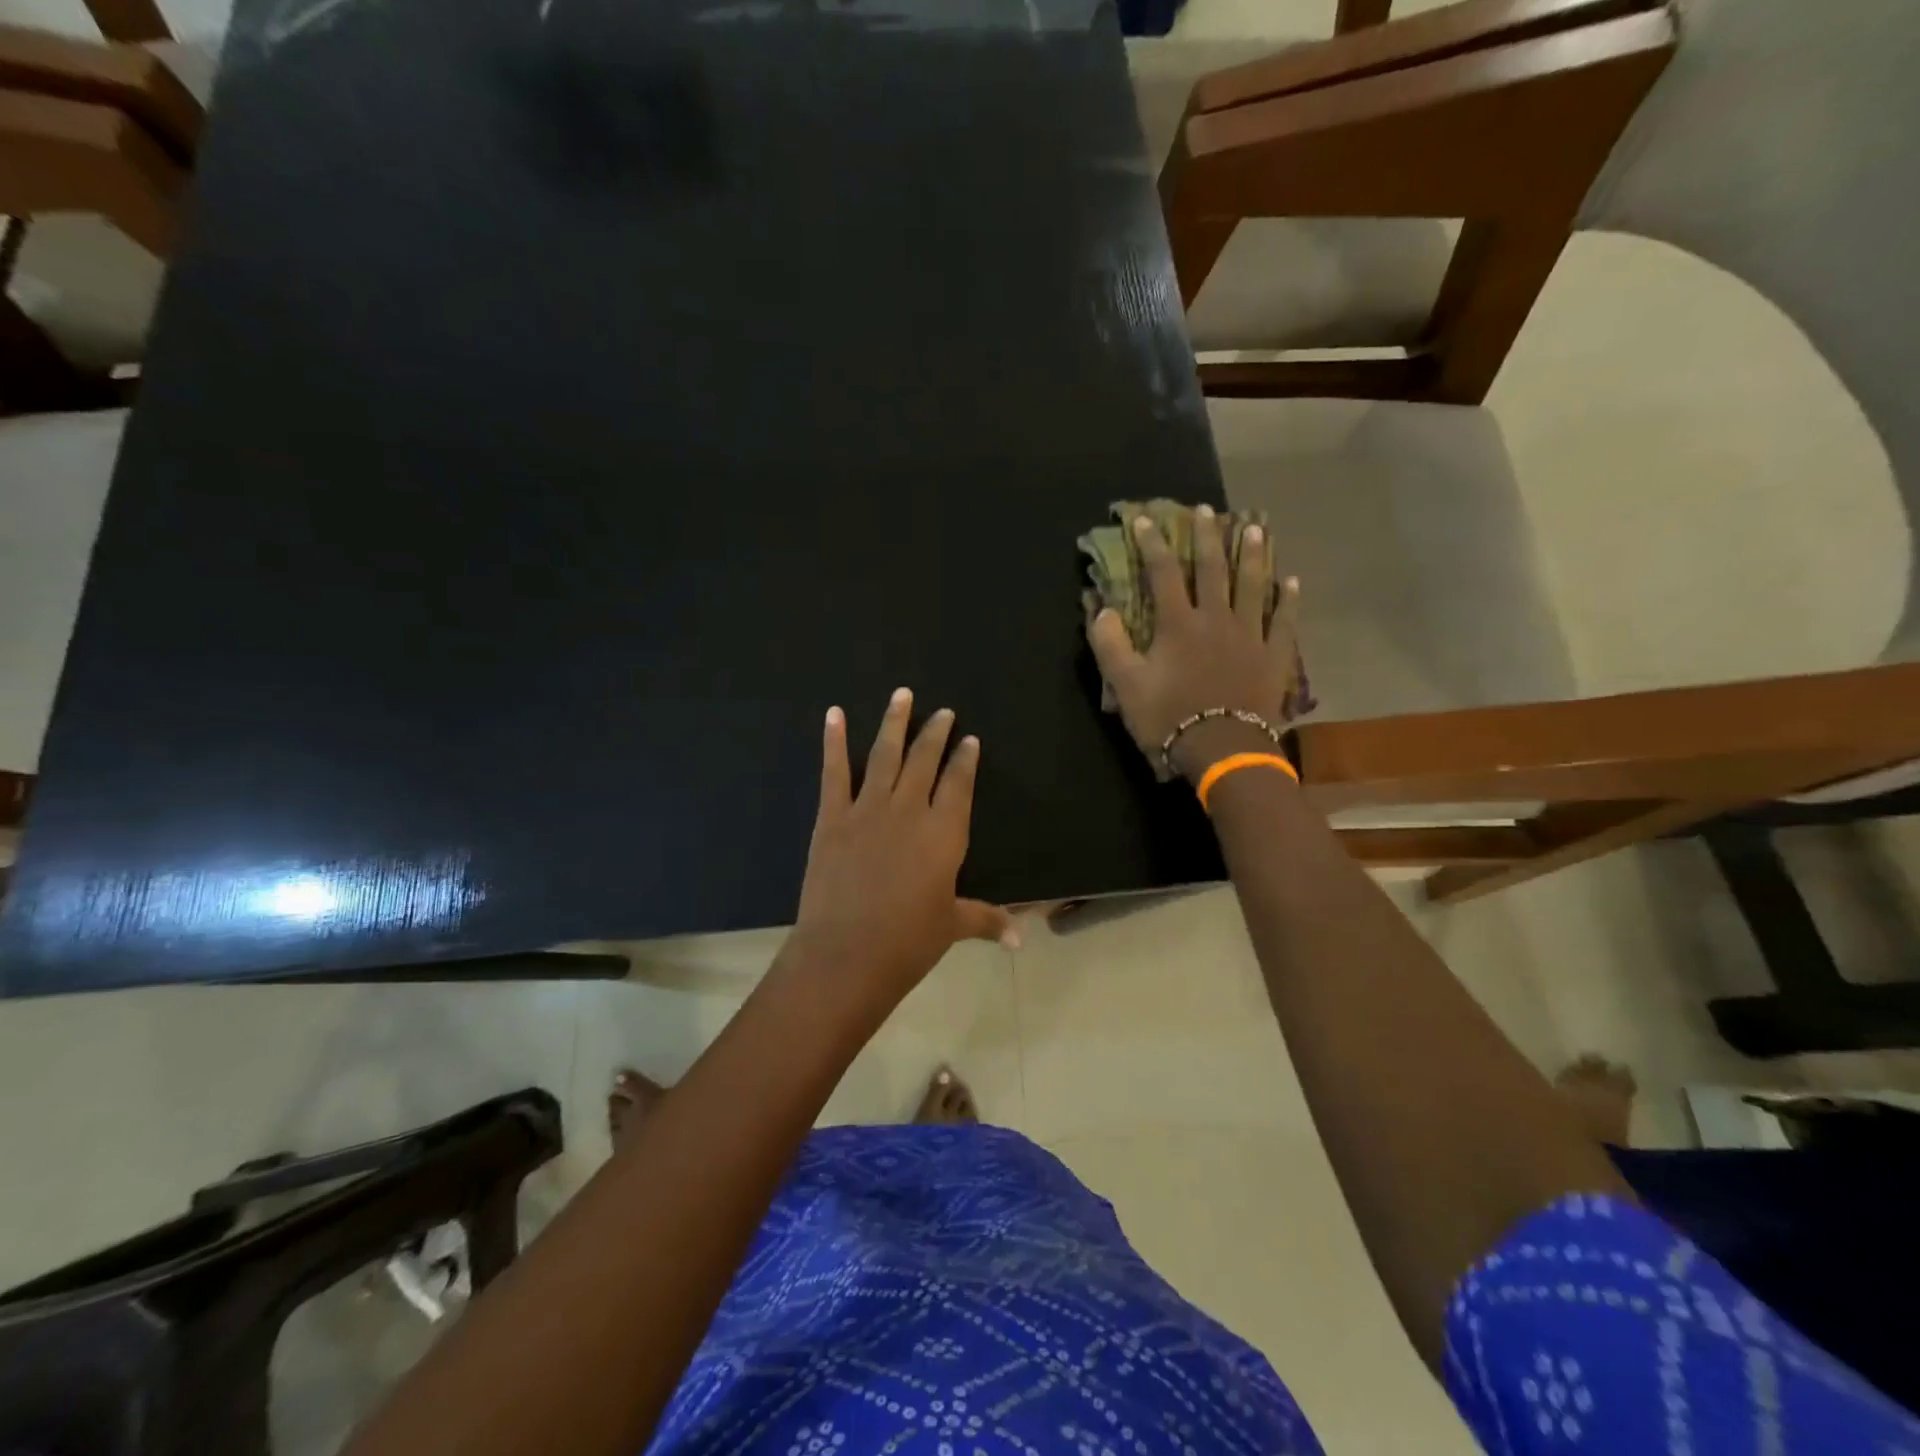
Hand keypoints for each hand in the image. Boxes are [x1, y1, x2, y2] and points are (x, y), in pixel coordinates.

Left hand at [787, 689, 1016, 1012]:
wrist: (846, 954)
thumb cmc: (908, 942)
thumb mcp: (952, 926)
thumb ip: (987, 920)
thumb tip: (1021, 938)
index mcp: (944, 833)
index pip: (959, 784)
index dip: (965, 760)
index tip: (969, 739)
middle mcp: (909, 810)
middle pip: (925, 761)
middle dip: (935, 733)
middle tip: (943, 711)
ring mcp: (868, 809)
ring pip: (885, 755)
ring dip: (894, 722)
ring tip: (902, 694)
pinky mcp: (832, 817)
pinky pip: (834, 772)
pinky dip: (833, 741)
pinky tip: (834, 714)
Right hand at [1087, 506, 1299, 782]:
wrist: (1222, 748)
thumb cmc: (1168, 718)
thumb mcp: (1125, 685)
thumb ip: (1110, 644)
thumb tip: (1101, 609)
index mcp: (1178, 623)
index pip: (1162, 573)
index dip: (1152, 544)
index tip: (1144, 519)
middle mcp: (1216, 618)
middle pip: (1212, 568)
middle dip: (1206, 536)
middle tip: (1206, 510)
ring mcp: (1250, 635)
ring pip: (1253, 585)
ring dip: (1252, 554)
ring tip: (1254, 528)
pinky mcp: (1274, 655)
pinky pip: (1283, 621)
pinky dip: (1287, 600)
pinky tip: (1290, 581)